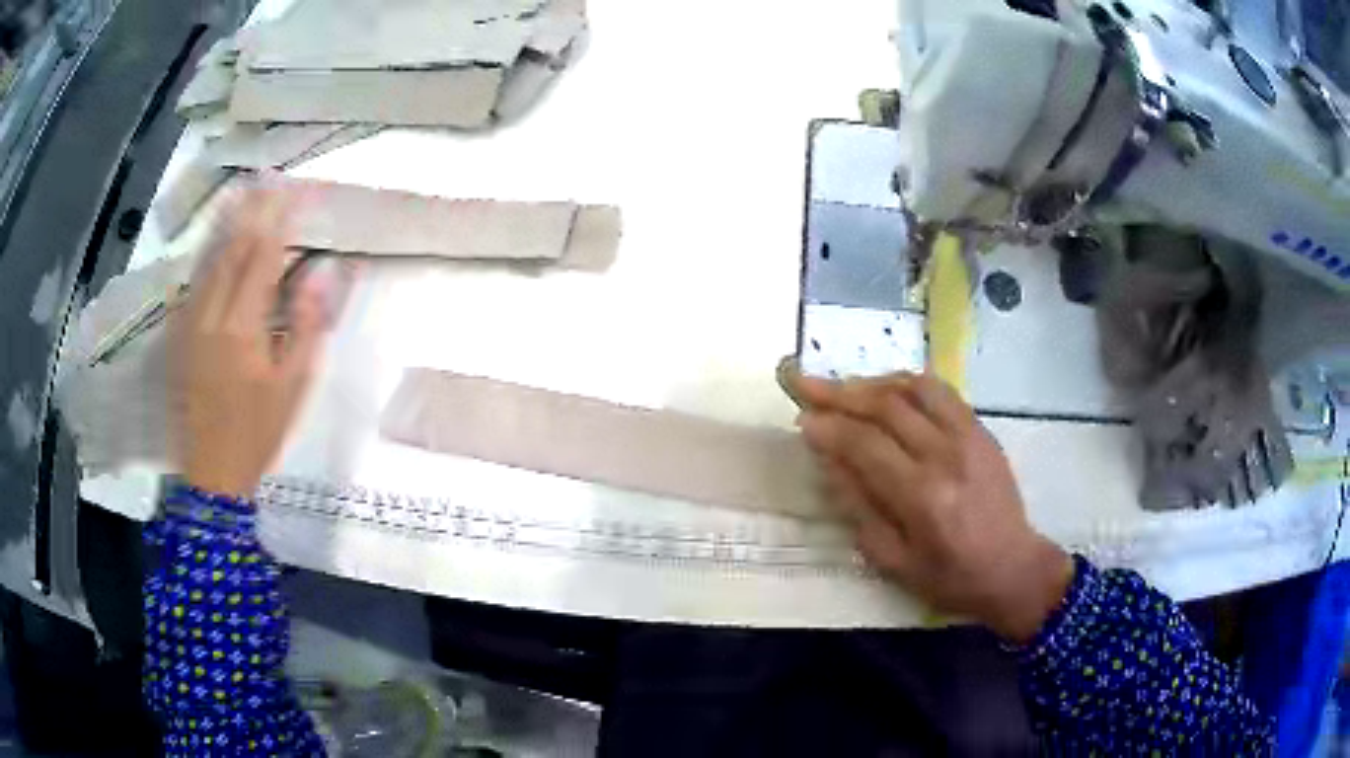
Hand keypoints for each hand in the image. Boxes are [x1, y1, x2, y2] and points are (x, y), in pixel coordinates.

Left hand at [169, 185, 329, 498]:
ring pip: (208, 259)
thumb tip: (320, 273)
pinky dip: (204, 255)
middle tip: (269, 177)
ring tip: (241, 191)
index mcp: (243, 327)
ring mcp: (189, 321)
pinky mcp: (177, 333)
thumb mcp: (293, 386)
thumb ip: (306, 326)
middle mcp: (211, 313)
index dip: (281, 220)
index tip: (297, 191)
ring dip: (227, 223)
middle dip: (253, 210)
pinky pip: (191, 282)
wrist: (211, 471)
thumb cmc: (258, 432)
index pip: (264, 257)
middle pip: (233, 248)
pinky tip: (212, 240)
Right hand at [787, 369, 1072, 642]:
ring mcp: (968, 436)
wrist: (1013, 567)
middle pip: (885, 406)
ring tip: (843, 387)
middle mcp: (946, 455)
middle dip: (838, 392)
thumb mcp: (893, 561)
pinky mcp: (981, 429)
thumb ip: (858, 508)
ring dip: (871, 382)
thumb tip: (830, 460)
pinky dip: (906, 383)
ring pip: (913, 388)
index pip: (864, 444)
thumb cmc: (949, 577)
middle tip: (806, 384)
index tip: (801, 419)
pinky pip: (939, 391)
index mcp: (922, 496)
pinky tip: (887, 389)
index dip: (828, 427)